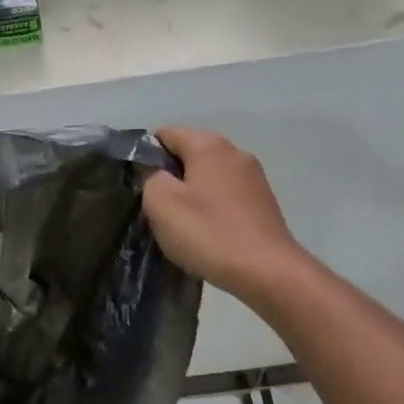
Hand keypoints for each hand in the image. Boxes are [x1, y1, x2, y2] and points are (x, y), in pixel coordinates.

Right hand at [143, 127, 308, 306]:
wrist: (267, 270)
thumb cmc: (208, 233)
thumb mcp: (162, 204)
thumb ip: (150, 177)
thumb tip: (153, 171)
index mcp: (209, 145)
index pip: (167, 132)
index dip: (146, 153)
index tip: (136, 183)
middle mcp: (235, 152)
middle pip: (190, 153)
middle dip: (169, 175)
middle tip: (154, 208)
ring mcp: (254, 177)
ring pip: (209, 176)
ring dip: (191, 193)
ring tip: (179, 223)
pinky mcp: (263, 202)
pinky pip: (226, 195)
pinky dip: (211, 207)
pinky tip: (206, 232)